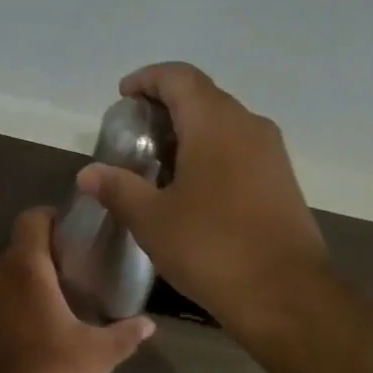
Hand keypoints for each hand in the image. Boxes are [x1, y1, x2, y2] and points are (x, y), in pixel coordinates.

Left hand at [0, 208, 154, 372]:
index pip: (32, 218)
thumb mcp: (97, 353)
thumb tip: (148, 325)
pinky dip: (8, 304)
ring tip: (52, 304)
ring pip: (4, 274)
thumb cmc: (50, 369)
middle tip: (72, 274)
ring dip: (25, 281)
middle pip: (20, 247)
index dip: (52, 219)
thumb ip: (126, 334)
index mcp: (27, 268)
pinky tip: (28, 330)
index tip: (73, 235)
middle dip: (44, 255)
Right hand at [77, 62, 329, 332]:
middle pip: (204, 97)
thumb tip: (88, 174)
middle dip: (167, 106)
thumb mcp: (152, 220)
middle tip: (136, 134)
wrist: (285, 294)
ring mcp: (271, 154)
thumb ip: (119, 189)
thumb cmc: (211, 247)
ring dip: (192, 131)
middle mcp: (249, 125)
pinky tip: (194, 188)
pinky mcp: (282, 181)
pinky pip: (241, 150)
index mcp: (215, 123)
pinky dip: (213, 153)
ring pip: (225, 124)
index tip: (124, 95)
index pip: (179, 77)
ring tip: (160, 162)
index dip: (148, 79)